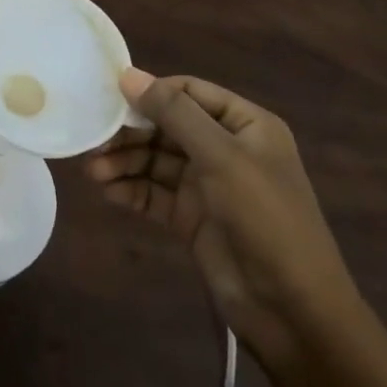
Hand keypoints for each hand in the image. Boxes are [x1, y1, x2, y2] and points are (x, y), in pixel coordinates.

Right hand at [88, 71, 360, 374]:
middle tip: (94, 140)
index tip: (110, 97)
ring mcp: (208, 186)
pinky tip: (107, 191)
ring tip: (93, 171)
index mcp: (245, 125)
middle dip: (132, 132)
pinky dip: (132, 190)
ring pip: (157, 161)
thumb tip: (129, 75)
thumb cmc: (264, 217)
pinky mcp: (192, 219)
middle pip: (168, 127)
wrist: (293, 311)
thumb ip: (174, 113)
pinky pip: (156, 194)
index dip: (152, 91)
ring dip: (126, 162)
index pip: (190, 92)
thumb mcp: (221, 157)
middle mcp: (226, 148)